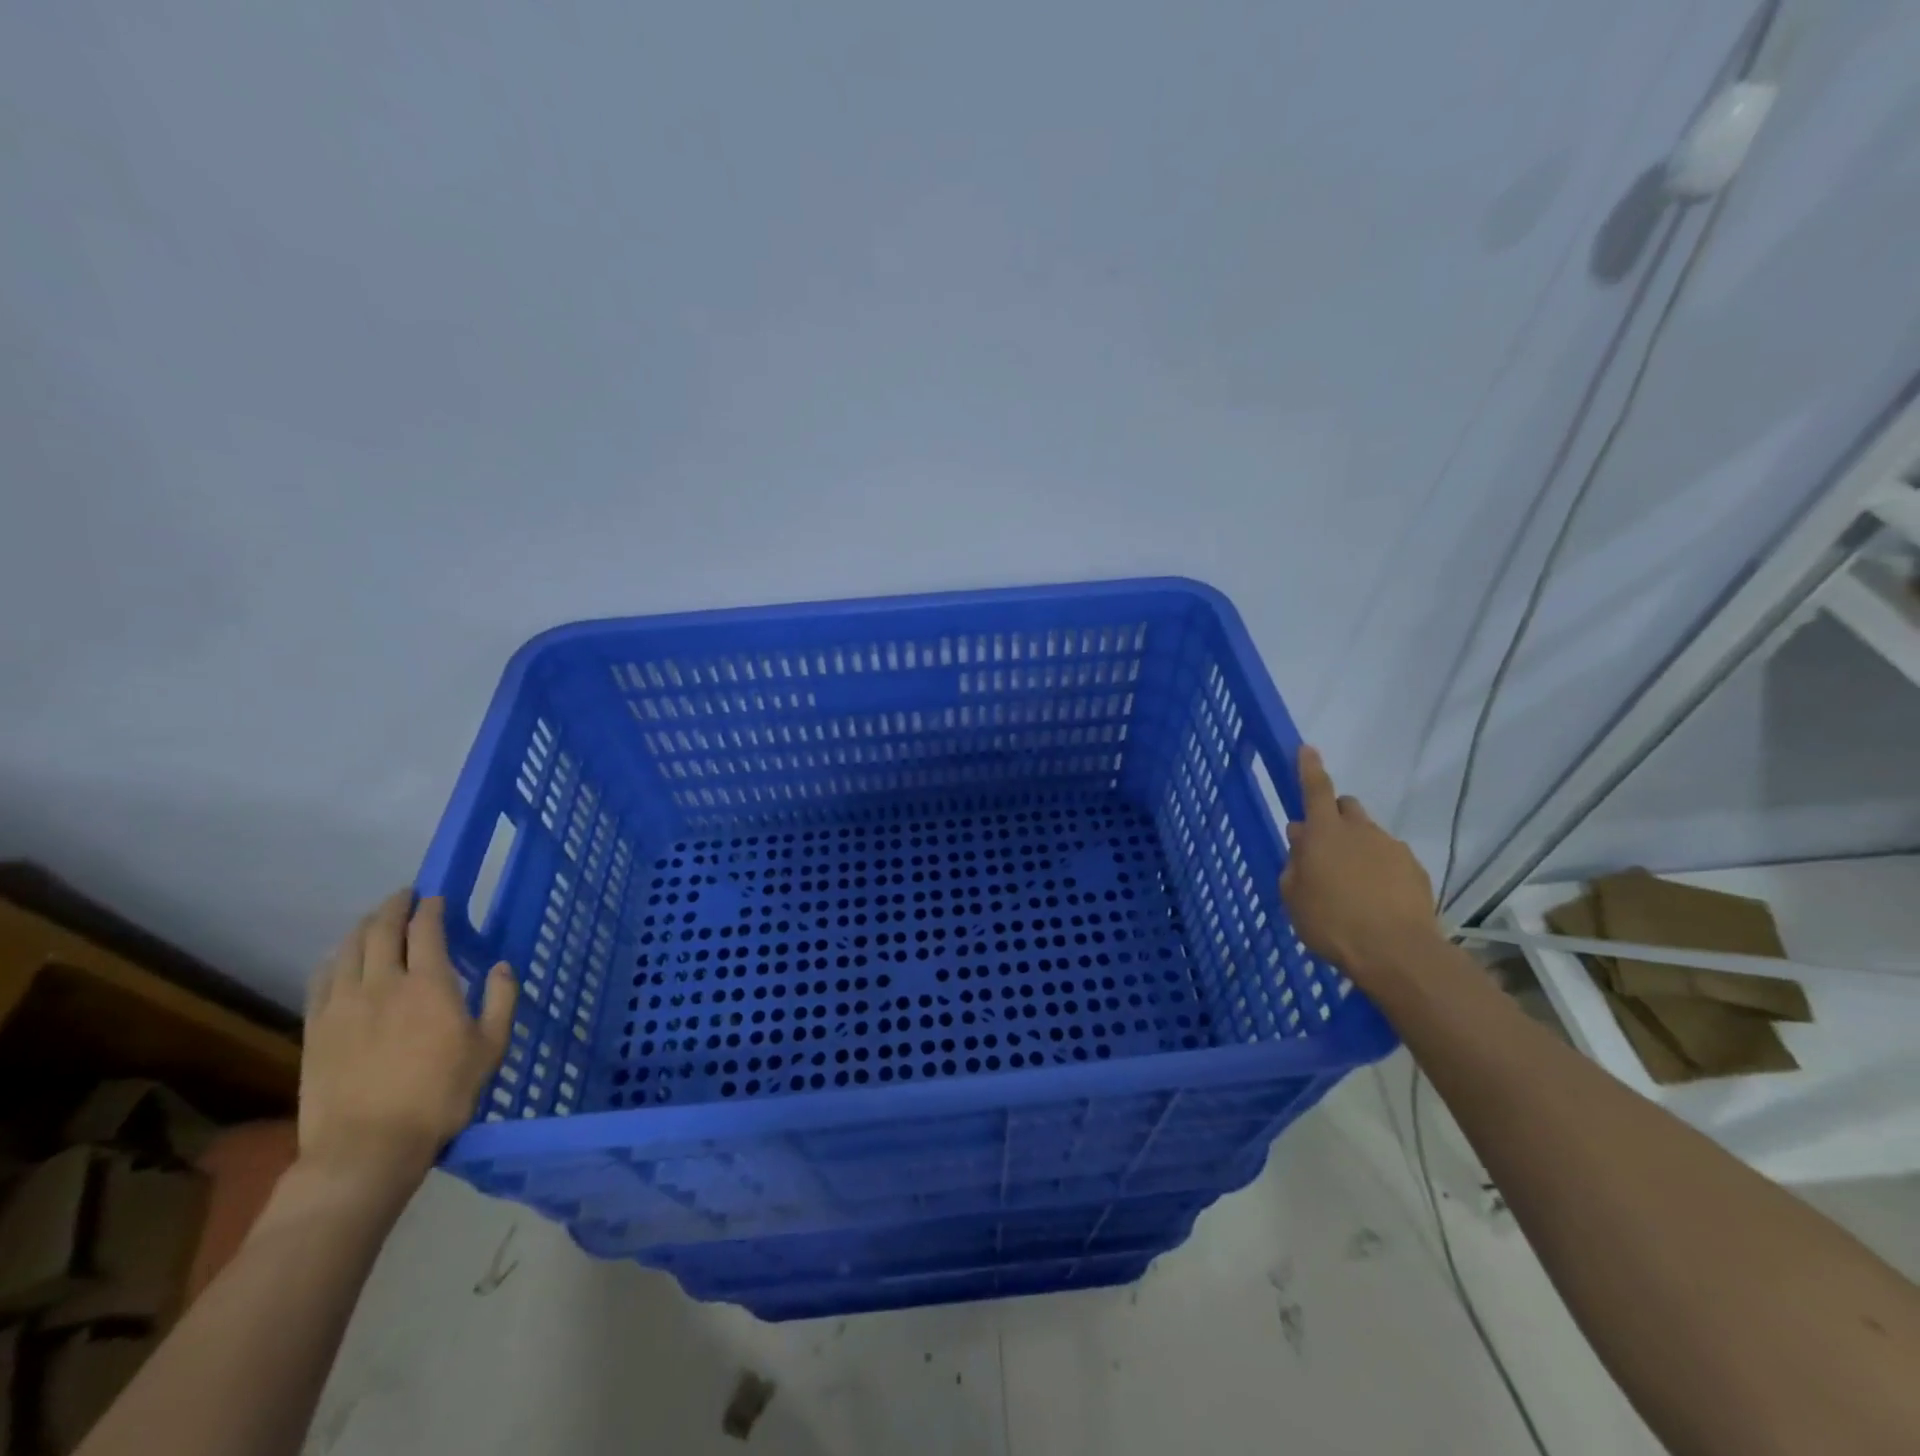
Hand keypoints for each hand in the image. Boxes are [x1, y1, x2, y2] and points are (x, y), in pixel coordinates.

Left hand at [300, 892, 515, 1195]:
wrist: (367, 1147)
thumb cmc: (441, 1095)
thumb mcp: (491, 1048)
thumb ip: (501, 1000)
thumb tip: (502, 966)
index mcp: (429, 984)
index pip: (426, 930)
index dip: (432, 908)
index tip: (437, 898)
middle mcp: (383, 983)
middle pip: (381, 930)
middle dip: (394, 907)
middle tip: (405, 897)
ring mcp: (342, 1005)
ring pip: (347, 949)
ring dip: (363, 927)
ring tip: (374, 920)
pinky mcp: (316, 1029)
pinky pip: (322, 979)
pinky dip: (335, 959)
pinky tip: (340, 959)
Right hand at [1278, 747, 1442, 982]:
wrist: (1396, 953)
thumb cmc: (1331, 922)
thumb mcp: (1294, 895)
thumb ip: (1295, 861)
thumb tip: (1300, 836)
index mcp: (1325, 833)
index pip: (1315, 788)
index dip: (1309, 768)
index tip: (1307, 748)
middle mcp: (1360, 831)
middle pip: (1346, 807)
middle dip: (1334, 816)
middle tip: (1324, 845)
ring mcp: (1392, 848)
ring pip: (1370, 834)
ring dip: (1358, 847)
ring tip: (1351, 882)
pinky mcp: (1415, 870)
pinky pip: (1391, 859)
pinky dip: (1380, 870)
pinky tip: (1375, 898)